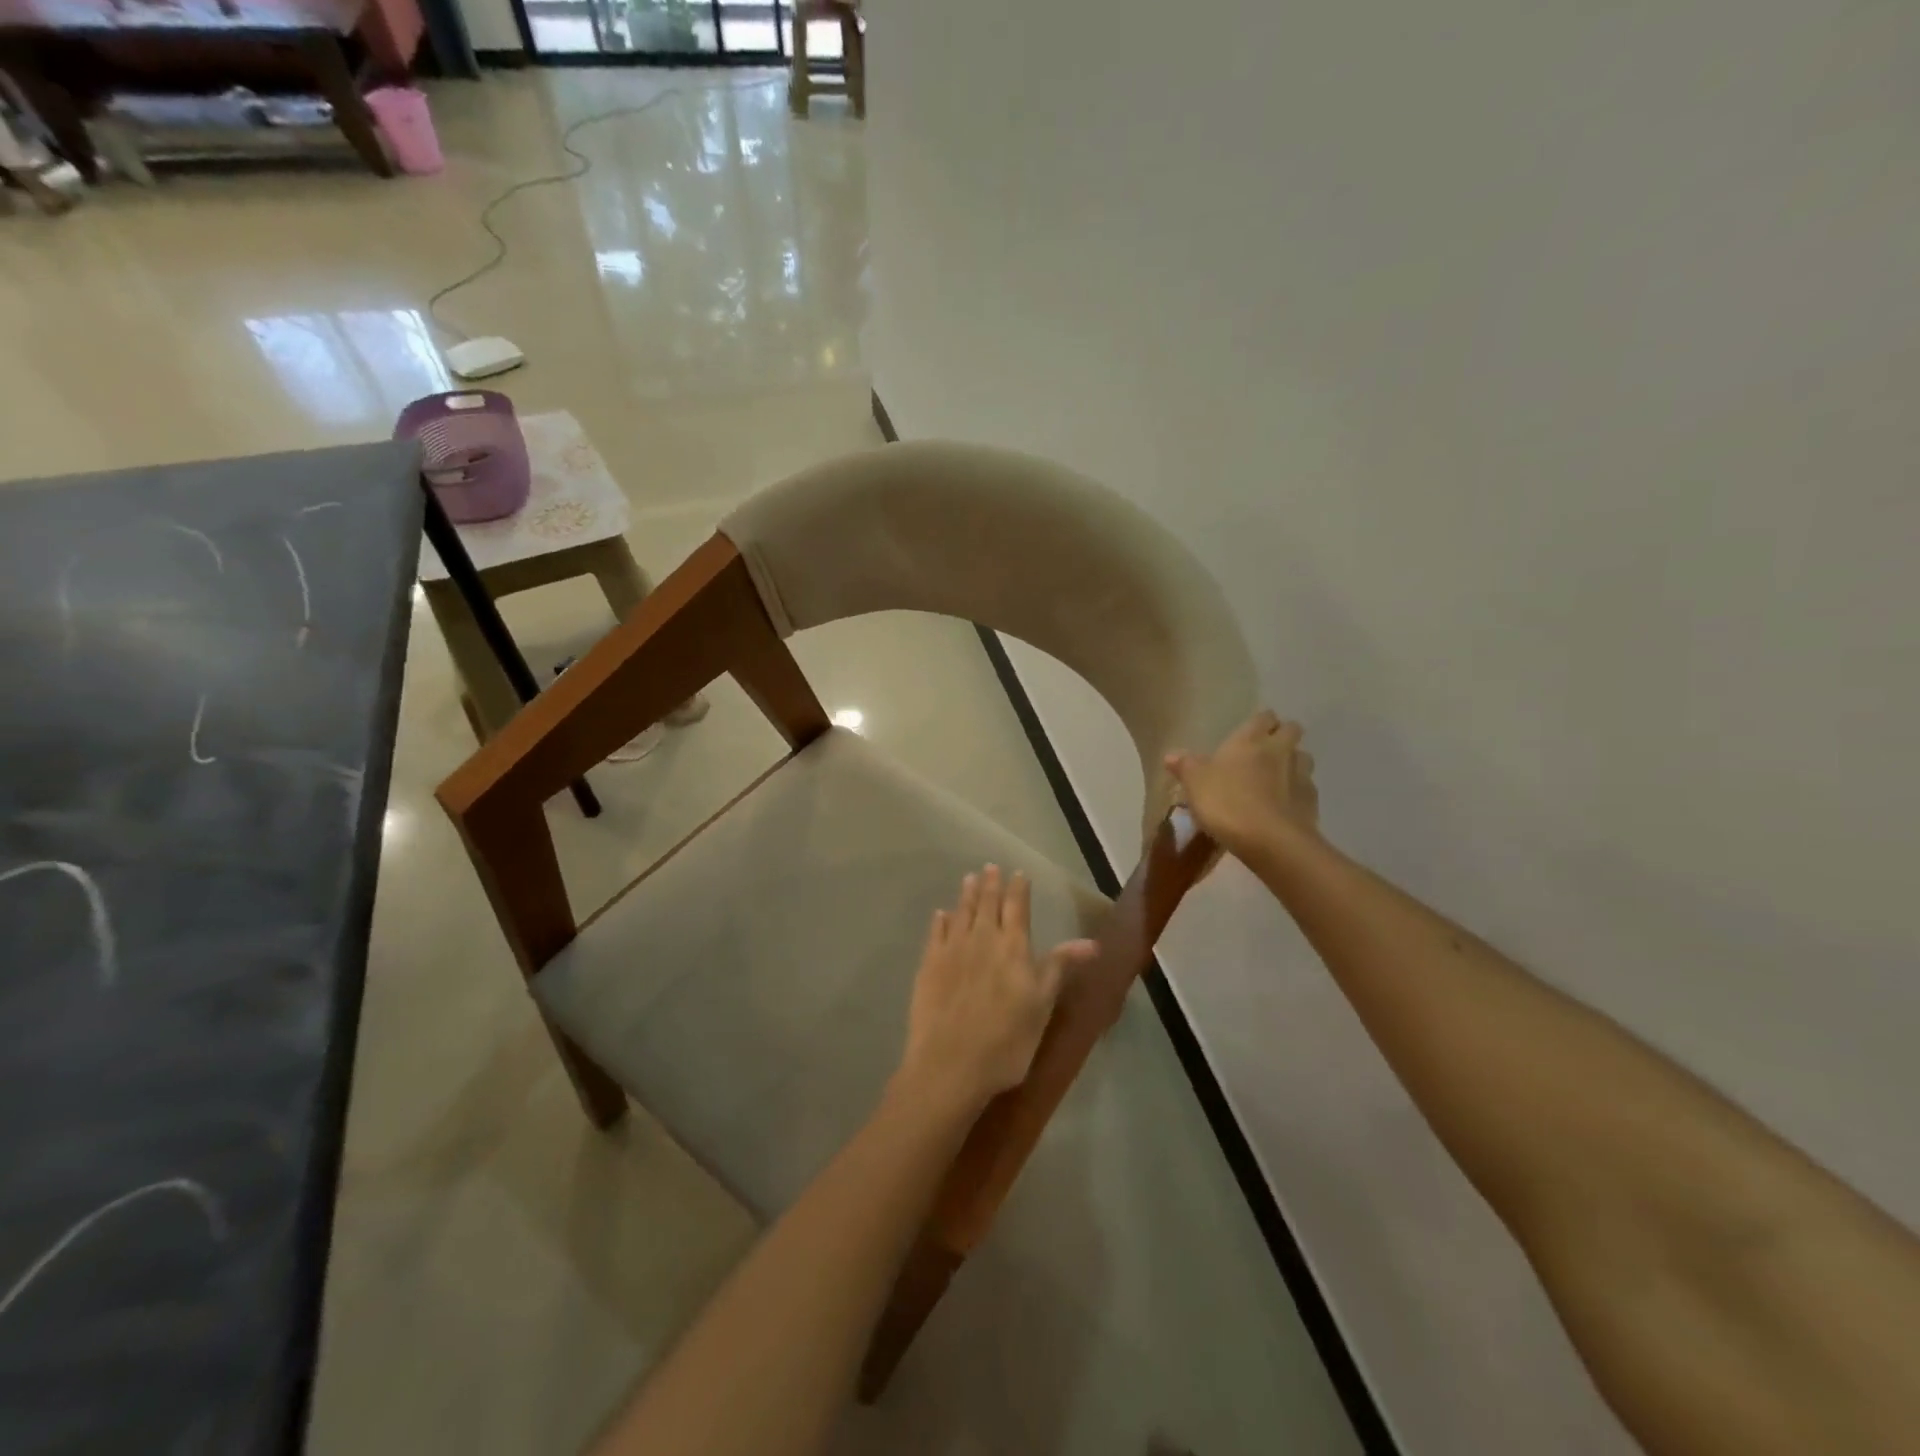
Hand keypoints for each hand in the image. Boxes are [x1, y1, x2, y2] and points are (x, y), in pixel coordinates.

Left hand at [896, 865, 1098, 1116]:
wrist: (950, 1064)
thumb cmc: (1007, 1040)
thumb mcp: (1042, 1005)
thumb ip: (1060, 967)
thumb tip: (1092, 942)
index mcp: (1013, 946)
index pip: (1017, 907)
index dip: (1018, 889)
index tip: (1018, 873)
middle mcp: (982, 939)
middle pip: (986, 904)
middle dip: (990, 884)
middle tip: (989, 867)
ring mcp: (952, 950)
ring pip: (960, 913)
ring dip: (966, 894)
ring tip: (969, 878)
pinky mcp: (928, 965)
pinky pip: (935, 933)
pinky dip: (940, 920)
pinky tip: (941, 914)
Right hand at [1165, 709, 1319, 857]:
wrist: (1270, 840)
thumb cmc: (1226, 802)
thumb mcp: (1195, 783)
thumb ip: (1185, 766)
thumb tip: (1171, 754)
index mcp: (1250, 740)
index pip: (1263, 716)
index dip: (1260, 721)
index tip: (1251, 730)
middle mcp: (1280, 750)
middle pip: (1291, 730)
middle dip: (1282, 735)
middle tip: (1266, 750)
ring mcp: (1300, 775)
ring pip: (1303, 757)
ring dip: (1293, 762)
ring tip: (1277, 777)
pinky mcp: (1312, 801)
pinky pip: (1306, 788)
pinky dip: (1297, 792)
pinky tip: (1284, 805)